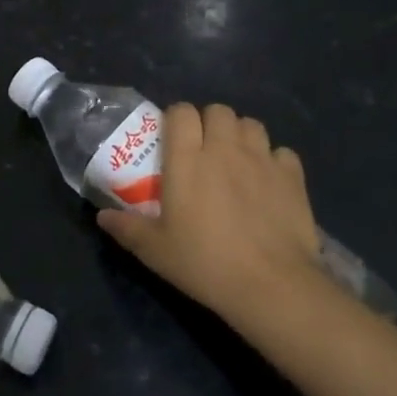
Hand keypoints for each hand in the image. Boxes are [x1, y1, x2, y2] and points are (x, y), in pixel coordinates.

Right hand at [96, 103, 335, 325]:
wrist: (270, 285)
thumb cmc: (204, 262)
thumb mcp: (154, 250)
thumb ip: (126, 228)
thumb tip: (102, 217)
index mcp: (187, 158)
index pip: (181, 111)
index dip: (176, 119)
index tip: (172, 139)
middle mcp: (225, 148)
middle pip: (218, 110)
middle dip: (209, 123)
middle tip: (203, 150)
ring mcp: (262, 160)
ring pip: (251, 125)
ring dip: (240, 135)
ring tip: (235, 160)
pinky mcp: (293, 177)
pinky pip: (282, 153)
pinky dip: (273, 161)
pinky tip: (268, 182)